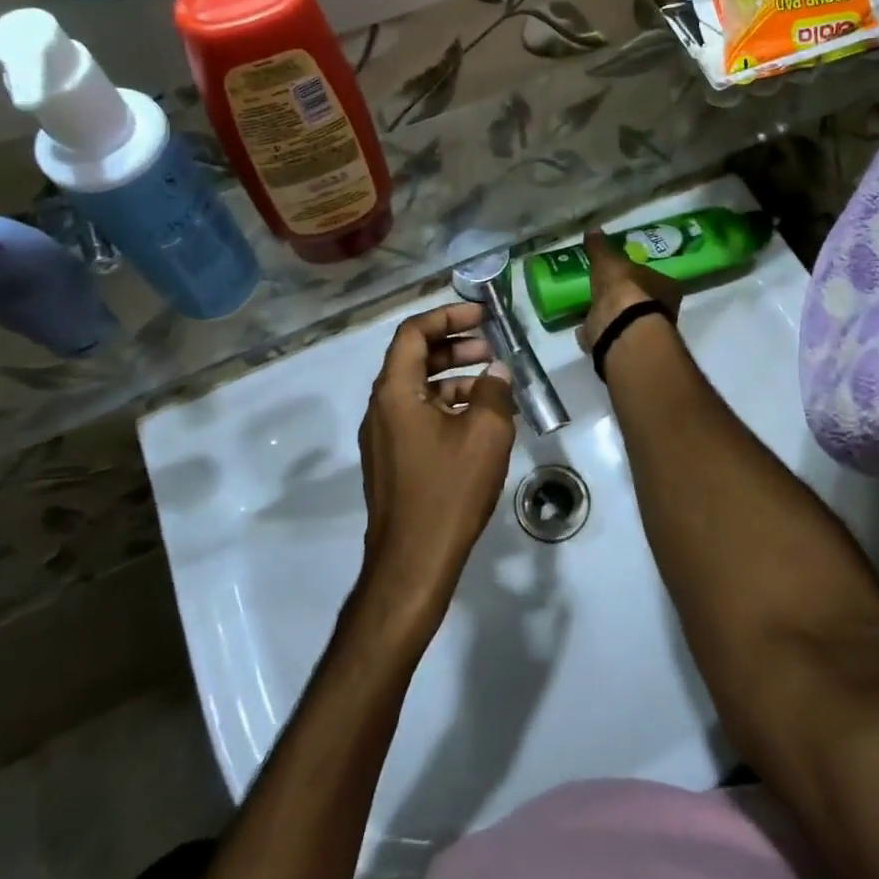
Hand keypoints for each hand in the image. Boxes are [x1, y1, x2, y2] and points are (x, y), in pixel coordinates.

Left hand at [356, 302, 515, 617]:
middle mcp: (381, 408)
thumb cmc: (448, 491)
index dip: (447, 316)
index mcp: (395, 392)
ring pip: (418, 389)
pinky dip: (447, 406)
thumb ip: (494, 392)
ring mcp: (384, 437)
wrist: (412, 563)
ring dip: (454, 376)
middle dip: (454, 345)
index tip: (482, 315)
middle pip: (414, 358)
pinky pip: (418, 416)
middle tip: (492, 347)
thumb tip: (497, 372)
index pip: (413, 333)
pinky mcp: (392, 461)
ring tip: (494, 384)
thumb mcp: (485, 433)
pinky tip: (480, 421)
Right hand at [577, 229, 683, 353]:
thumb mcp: (609, 261)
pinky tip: (584, 328)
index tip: (623, 274)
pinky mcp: (626, 351)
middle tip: (607, 291)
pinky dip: (598, 333)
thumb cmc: (625, 288)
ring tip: (593, 309)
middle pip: (643, 301)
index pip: (655, 278)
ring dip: (613, 317)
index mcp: (667, 288)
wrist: (621, 329)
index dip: (639, 275)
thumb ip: (601, 247)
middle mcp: (663, 312)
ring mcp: (644, 334)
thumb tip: (593, 230)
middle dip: (626, 298)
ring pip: (628, 322)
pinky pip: (610, 338)